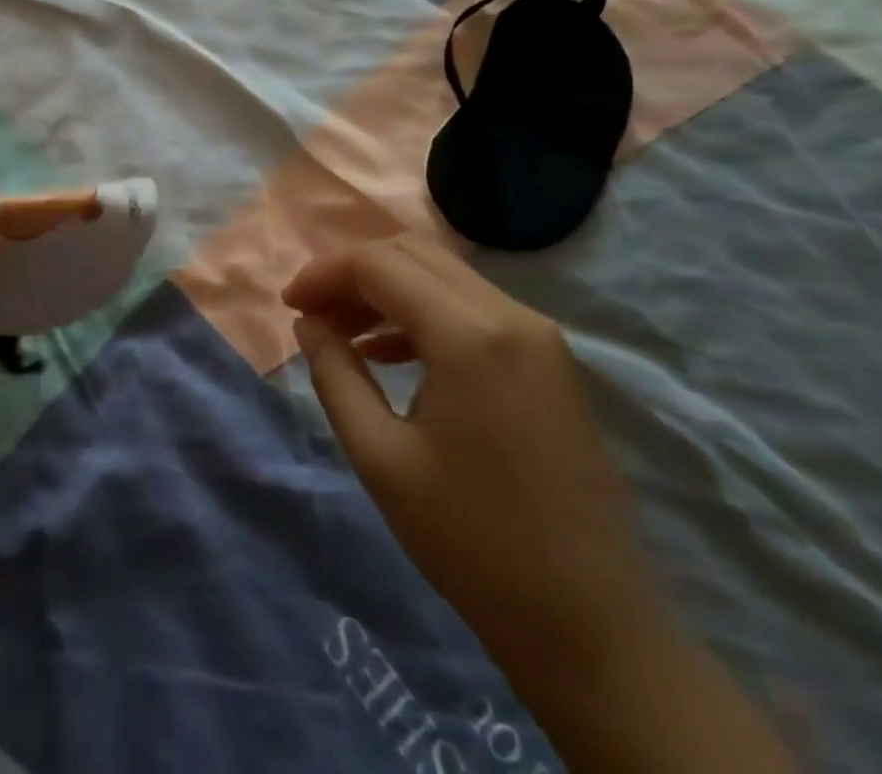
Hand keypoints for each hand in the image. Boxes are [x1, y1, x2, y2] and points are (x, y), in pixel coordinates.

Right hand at [283, 236, 665, 688]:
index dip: (324, 274)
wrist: (591, 627)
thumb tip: (309, 323)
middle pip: (412, 254)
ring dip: (386, 290)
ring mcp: (539, 336)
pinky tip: (391, 354)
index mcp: (470, 336)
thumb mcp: (379, 457)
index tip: (289, 307)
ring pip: (442, 275)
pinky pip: (471, 306)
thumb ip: (334, 374)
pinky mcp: (549, 360)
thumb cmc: (472, 542)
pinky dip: (422, 312)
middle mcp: (511, 316)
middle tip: (315, 315)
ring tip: (344, 335)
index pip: (378, 264)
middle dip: (352, 274)